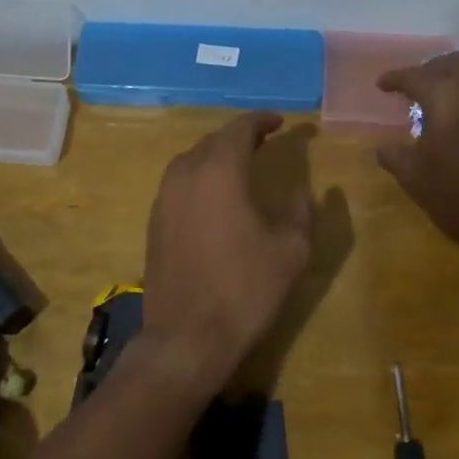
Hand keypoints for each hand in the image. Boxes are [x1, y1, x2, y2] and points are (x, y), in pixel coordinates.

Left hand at [143, 113, 313, 393]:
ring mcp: (164, 198)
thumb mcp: (291, 249)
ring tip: (242, 163)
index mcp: (219, 171)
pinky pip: (180, 182)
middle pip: (213, 140)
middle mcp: (185, 174)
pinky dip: (201, 177)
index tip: (281, 121)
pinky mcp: (154, 221)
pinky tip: (216, 195)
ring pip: (192, 160)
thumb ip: (302, 210)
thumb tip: (304, 190)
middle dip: (240, 136)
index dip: (262, 120)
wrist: (187, 337)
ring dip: (217, 155)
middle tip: (265, 139)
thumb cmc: (245, 289)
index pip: (239, 129)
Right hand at [376, 52, 458, 274]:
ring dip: (458, 84)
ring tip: (442, 107)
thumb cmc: (458, 196)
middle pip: (455, 62)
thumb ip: (394, 155)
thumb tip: (383, 149)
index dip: (395, 78)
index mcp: (447, 97)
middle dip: (432, 68)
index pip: (416, 76)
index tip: (382, 85)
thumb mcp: (414, 177)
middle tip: (417, 87)